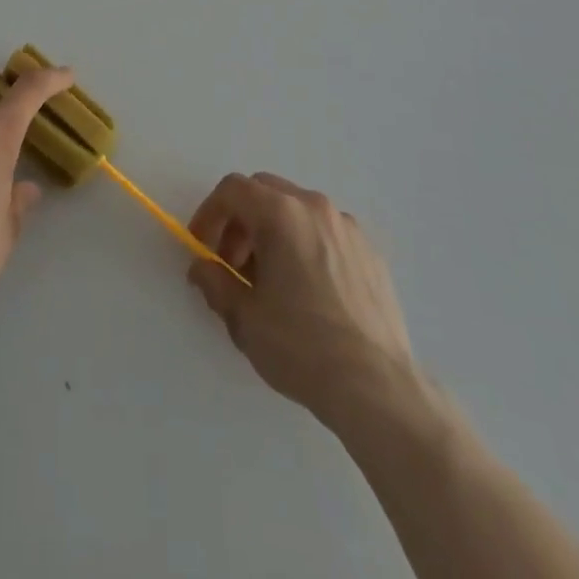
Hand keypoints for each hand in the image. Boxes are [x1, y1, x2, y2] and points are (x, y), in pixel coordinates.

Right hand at [186, 172, 420, 428]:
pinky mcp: (371, 252)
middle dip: (241, 222)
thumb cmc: (301, 346)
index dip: (209, 214)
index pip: (232, 190)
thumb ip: (214, 282)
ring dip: (273, 232)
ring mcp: (348, 227)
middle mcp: (315, 207)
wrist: (377, 388)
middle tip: (233, 266)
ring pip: (296, 211)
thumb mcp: (244, 318)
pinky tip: (307, 291)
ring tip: (270, 282)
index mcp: (281, 213)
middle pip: (265, 192)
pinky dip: (305, 245)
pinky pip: (325, 232)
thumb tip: (202, 267)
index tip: (203, 248)